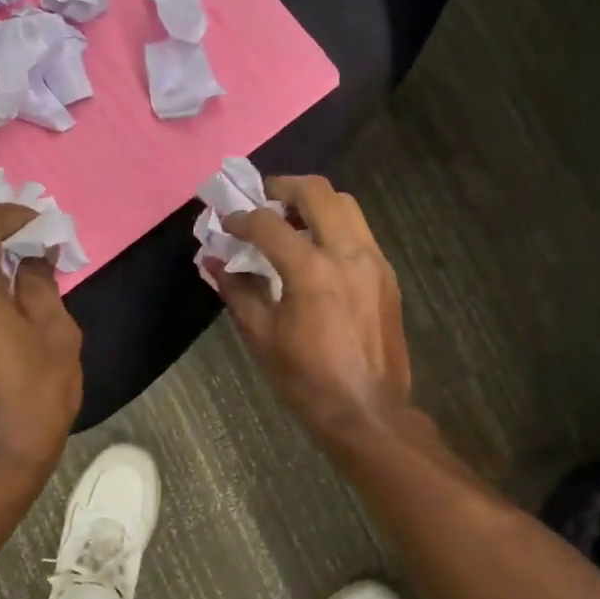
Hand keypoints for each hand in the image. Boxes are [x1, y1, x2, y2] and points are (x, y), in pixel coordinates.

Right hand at [209, 176, 412, 438]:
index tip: (226, 221)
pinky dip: (335, 225)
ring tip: (291, 220)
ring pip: (346, 205)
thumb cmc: (308, 380)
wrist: (369, 411)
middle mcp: (348, 253)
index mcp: (312, 271)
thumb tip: (211, 261)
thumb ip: (237, 291)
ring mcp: (374, 261)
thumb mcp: (262, 337)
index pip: (269, 224)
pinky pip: (360, 231)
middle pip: (318, 192)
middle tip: (263, 200)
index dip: (241, 217)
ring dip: (314, 202)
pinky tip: (318, 250)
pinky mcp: (387, 275)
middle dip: (284, 187)